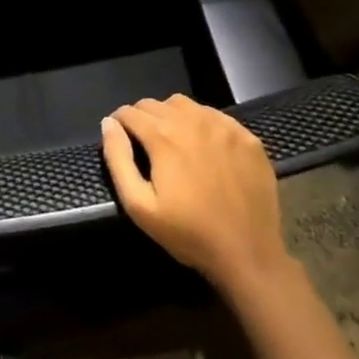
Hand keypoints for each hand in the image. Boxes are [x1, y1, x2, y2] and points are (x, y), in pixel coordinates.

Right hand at [100, 94, 292, 292]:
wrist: (249, 255)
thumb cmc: (189, 234)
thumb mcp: (139, 206)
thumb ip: (118, 159)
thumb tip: (108, 123)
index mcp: (163, 137)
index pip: (130, 112)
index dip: (119, 122)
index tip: (120, 137)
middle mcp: (192, 121)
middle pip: (155, 104)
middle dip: (142, 118)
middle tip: (144, 143)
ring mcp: (223, 126)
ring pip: (184, 104)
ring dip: (170, 115)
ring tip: (172, 140)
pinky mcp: (247, 137)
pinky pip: (215, 115)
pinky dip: (201, 122)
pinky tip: (204, 146)